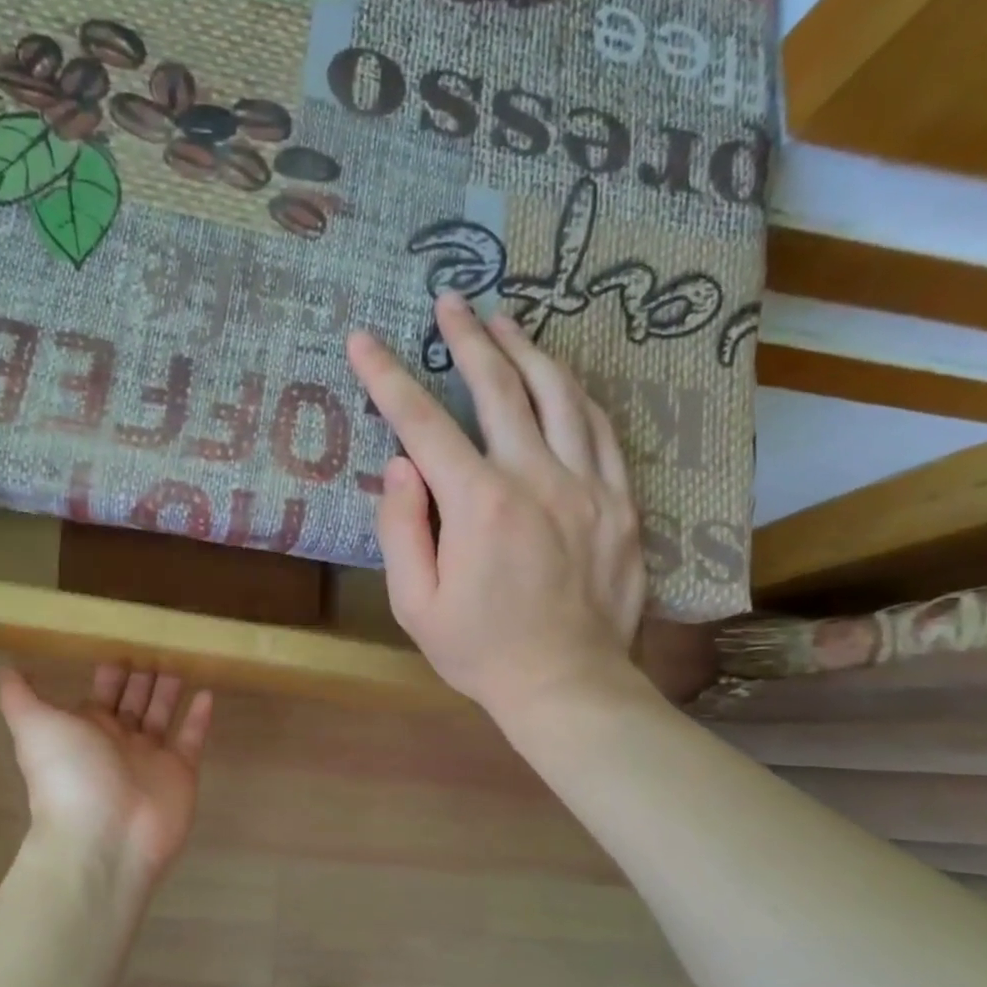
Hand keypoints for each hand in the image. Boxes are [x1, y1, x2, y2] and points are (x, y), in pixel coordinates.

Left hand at [0, 665, 212, 893]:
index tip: (123, 641)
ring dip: (169, 690)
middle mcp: (119, 742)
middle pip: (134, 701)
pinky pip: (192, 738)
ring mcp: (152, 758)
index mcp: (86, 731)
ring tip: (181, 660)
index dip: (111, 671)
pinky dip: (200, 717)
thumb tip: (5, 668)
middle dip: (143, 677)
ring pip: (163, 715)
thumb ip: (20, 697)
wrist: (104, 836)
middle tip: (159, 643)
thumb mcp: (35, 727)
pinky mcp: (181, 772)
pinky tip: (207, 692)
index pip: (102, 694)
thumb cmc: (69, 775)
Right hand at [347, 293, 649, 726]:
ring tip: (504, 321)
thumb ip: (401, 530)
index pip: (424, 424)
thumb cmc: (479, 651)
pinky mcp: (622, 501)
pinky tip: (560, 377)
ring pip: (560, 395)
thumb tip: (400, 466)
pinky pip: (603, 429)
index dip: (388, 378)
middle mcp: (536, 478)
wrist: (567, 685)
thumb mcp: (414, 604)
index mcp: (479, 504)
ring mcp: (588, 485)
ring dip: (527, 350)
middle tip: (450, 301)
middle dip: (467, 338)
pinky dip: (576, 394)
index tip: (364, 340)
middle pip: (499, 387)